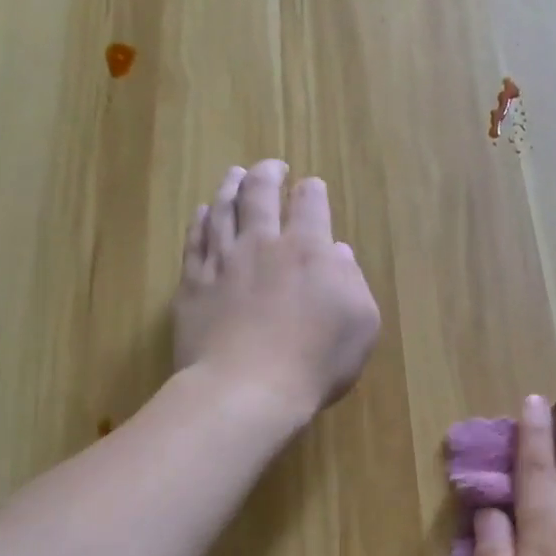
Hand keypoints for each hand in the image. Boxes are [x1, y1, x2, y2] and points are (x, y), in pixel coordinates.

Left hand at [174, 161, 380, 420]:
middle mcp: (263, 244)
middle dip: (268, 174)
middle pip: (261, 193)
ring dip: (231, 186)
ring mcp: (223, 261)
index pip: (310, 205)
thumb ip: (352, 281)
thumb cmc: (316, 361)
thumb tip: (337, 252)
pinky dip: (200, 220)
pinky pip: (195, 240)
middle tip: (272, 166)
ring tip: (235, 174)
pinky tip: (202, 213)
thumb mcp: (361, 324)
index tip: (312, 186)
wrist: (248, 389)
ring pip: (223, 209)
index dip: (312, 191)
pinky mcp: (193, 284)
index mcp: (309, 250)